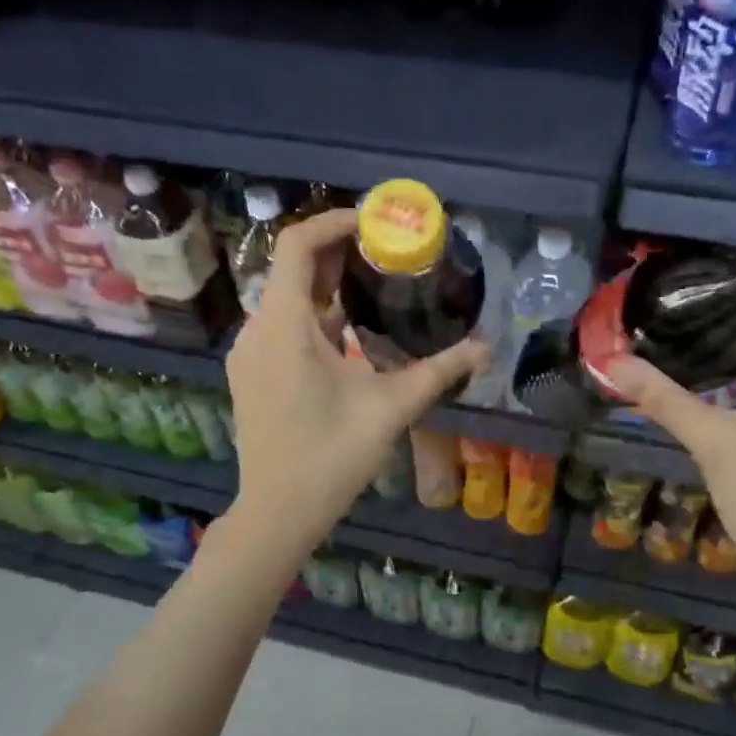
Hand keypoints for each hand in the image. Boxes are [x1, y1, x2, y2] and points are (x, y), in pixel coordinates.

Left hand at [224, 208, 488, 550]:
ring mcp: (250, 354)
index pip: (298, 246)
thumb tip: (484, 349)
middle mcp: (258, 329)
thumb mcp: (391, 408)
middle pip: (293, 270)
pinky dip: (313, 317)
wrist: (279, 512)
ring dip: (327, 287)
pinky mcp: (252, 375)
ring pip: (286, 300)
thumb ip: (439, 371)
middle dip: (338, 254)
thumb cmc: (332, 456)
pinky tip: (348, 332)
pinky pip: (281, 327)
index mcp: (284, 325)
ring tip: (374, 284)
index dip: (333, 223)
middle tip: (386, 252)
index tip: (374, 223)